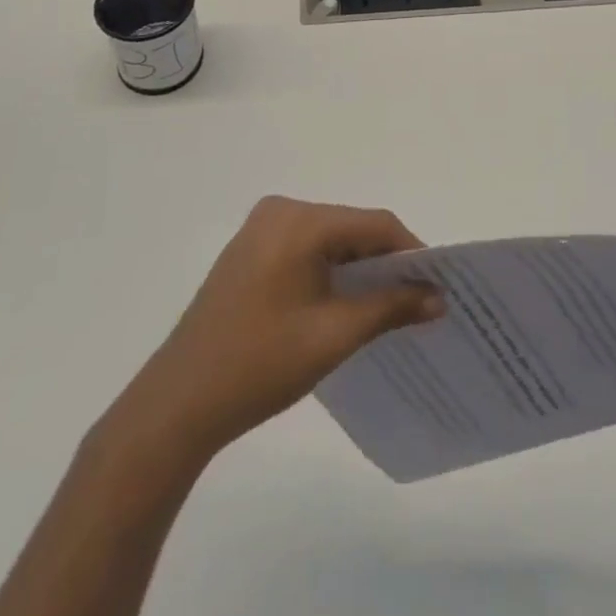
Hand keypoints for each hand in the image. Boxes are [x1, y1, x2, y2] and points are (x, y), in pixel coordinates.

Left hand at [118, 196, 443, 457]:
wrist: (177, 404)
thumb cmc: (260, 364)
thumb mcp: (334, 335)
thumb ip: (390, 308)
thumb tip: (438, 298)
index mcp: (300, 220)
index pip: (374, 225)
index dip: (411, 252)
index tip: (437, 287)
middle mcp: (280, 211)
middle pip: (351, 228)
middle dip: (386, 262)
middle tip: (417, 300)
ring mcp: (260, 230)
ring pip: (330, 239)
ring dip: (360, 268)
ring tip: (389, 306)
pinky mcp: (249, 251)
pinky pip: (305, 249)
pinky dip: (331, 270)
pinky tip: (344, 304)